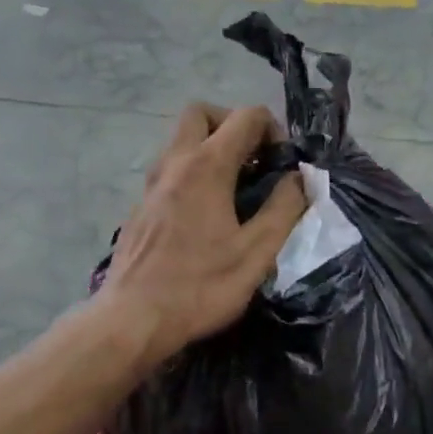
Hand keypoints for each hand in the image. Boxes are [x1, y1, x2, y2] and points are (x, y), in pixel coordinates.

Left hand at [99, 104, 307, 365]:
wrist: (133, 319)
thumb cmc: (200, 287)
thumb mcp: (257, 253)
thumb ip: (284, 209)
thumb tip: (299, 179)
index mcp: (206, 166)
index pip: (245, 116)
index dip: (273, 130)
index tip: (282, 166)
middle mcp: (173, 163)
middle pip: (201, 113)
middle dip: (232, 125)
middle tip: (253, 162)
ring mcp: (150, 185)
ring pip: (180, 142)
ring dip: (210, 150)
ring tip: (234, 192)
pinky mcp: (139, 208)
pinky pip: (169, 172)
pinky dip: (192, 175)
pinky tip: (205, 218)